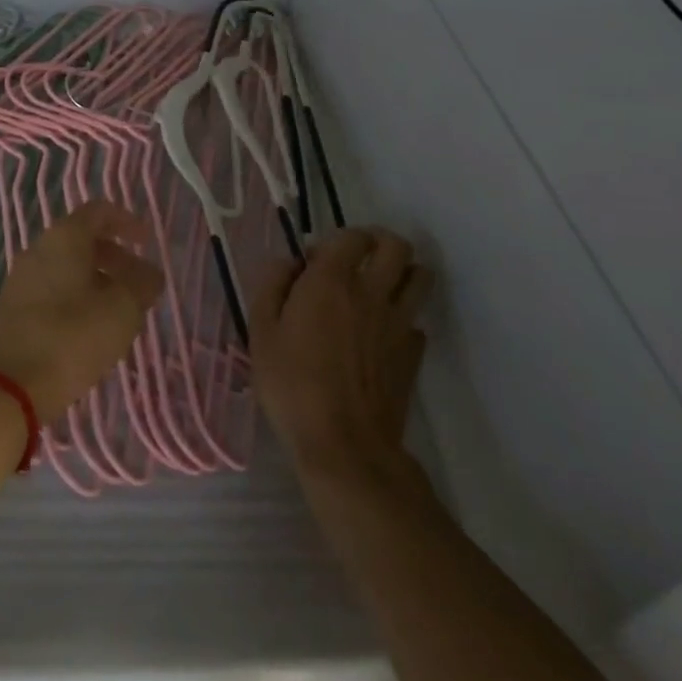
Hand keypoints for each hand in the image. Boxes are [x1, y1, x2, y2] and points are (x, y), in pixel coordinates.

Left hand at [0, 201, 165, 424]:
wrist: (10, 387)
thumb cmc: (72, 338)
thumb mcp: (122, 310)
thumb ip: (142, 284)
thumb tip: (150, 273)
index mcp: (64, 237)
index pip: (98, 211)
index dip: (127, 222)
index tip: (148, 243)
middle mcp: (38, 249)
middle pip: (82, 239)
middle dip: (116, 258)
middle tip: (140, 286)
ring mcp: (21, 278)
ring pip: (67, 266)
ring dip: (97, 281)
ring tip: (120, 312)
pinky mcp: (13, 308)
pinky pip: (52, 288)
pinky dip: (77, 297)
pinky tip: (90, 329)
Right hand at [250, 227, 433, 481]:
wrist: (343, 445)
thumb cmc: (292, 385)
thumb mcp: (261, 331)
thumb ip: (272, 285)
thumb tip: (289, 263)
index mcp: (332, 281)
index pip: (351, 235)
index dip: (336, 239)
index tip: (316, 260)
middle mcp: (372, 292)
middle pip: (397, 246)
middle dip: (380, 242)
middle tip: (358, 259)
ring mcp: (399, 323)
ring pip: (420, 277)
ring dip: (402, 273)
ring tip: (378, 287)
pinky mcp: (413, 354)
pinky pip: (417, 321)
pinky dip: (403, 319)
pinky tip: (381, 336)